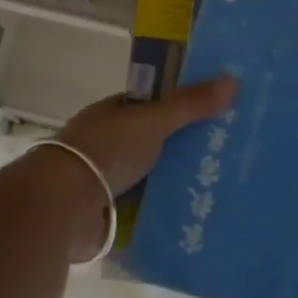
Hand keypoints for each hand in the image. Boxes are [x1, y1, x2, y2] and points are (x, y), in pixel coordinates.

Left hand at [56, 77, 239, 195]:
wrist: (63, 205)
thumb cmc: (106, 151)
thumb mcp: (153, 121)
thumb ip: (190, 104)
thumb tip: (233, 80)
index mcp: (112, 114)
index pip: (150, 106)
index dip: (180, 108)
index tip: (214, 114)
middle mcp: (106, 144)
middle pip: (153, 143)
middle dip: (182, 149)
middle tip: (225, 155)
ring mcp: (105, 180)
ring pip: (150, 177)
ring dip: (174, 183)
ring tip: (218, 188)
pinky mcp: (107, 213)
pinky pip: (143, 209)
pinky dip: (162, 212)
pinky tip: (193, 216)